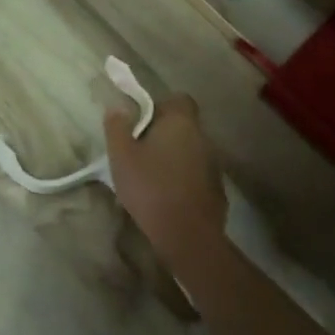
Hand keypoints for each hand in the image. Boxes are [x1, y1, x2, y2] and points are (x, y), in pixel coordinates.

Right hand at [104, 94, 226, 265]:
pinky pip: (197, 174)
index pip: (179, 99)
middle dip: (163, 134)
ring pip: (190, 151)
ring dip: (174, 158)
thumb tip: (117, 107)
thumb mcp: (121, 156)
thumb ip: (117, 127)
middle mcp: (203, 137)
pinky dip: (183, 179)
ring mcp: (214, 164)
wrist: (188, 235)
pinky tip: (167, 197)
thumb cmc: (151, 188)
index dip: (160, 106)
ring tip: (150, 177)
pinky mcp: (217, 189)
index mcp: (181, 122)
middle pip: (183, 126)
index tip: (140, 123)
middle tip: (139, 152)